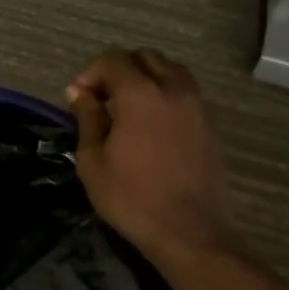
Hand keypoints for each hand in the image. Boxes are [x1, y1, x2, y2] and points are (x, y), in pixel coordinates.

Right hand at [67, 49, 237, 268]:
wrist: (189, 232)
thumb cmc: (132, 198)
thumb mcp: (93, 160)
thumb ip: (87, 118)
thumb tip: (79, 93)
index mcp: (141, 94)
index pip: (113, 60)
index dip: (90, 73)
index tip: (78, 98)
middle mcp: (173, 89)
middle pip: (144, 57)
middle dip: (118, 70)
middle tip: (101, 99)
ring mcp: (197, 105)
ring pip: (169, 70)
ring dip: (145, 78)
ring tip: (127, 107)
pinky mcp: (210, 123)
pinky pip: (184, 91)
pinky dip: (165, 93)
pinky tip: (151, 123)